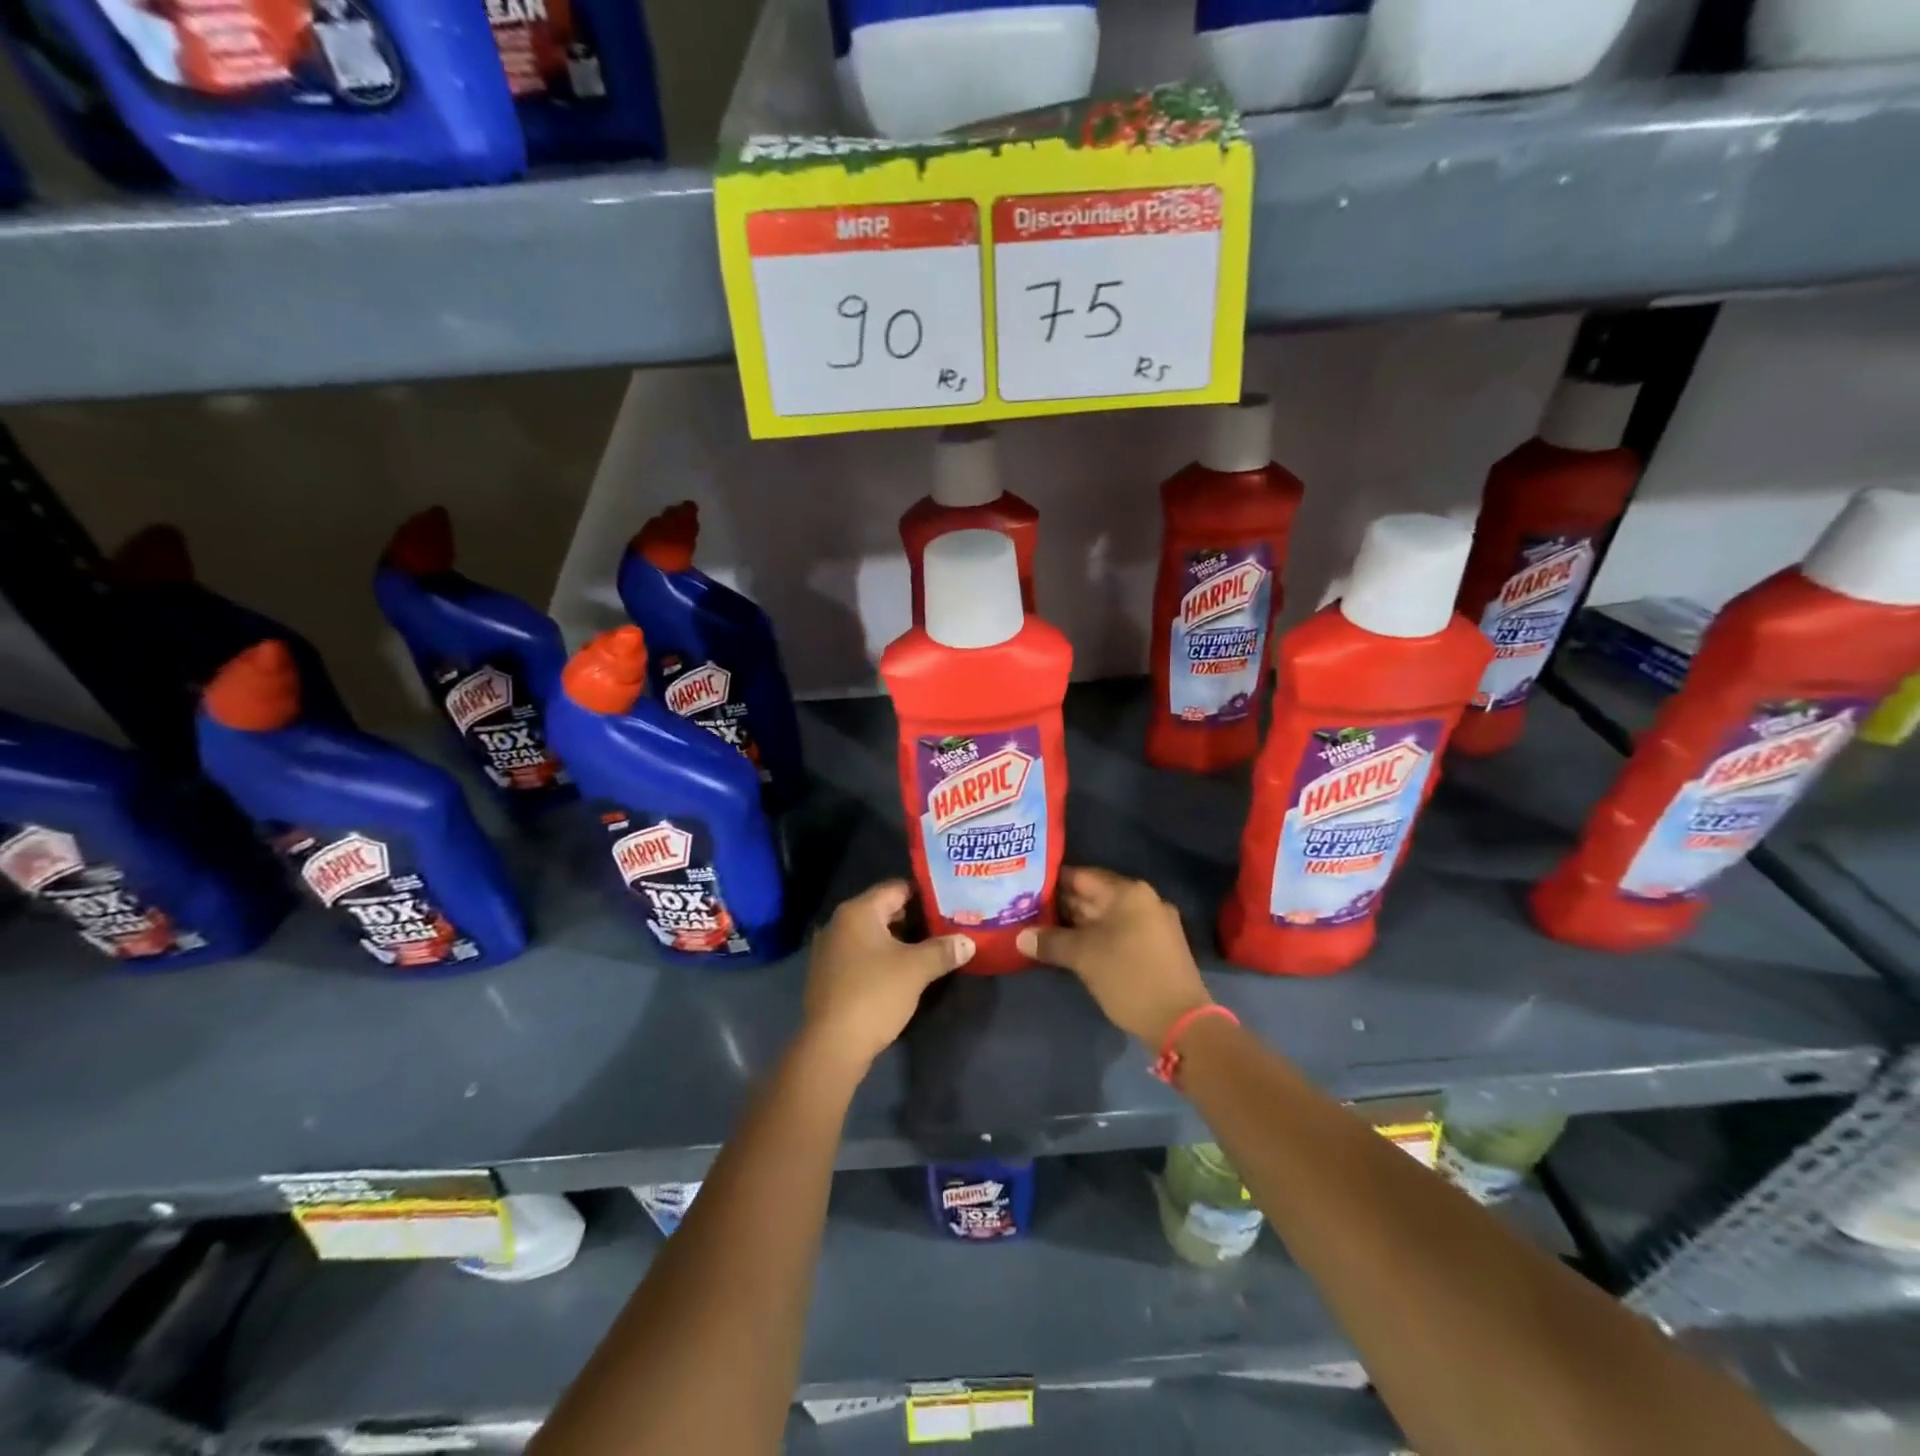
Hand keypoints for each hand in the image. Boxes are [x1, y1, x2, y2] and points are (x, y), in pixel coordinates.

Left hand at [801, 881, 973, 1071]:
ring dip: (897, 941)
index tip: (948, 903)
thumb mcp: (916, 970)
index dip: (924, 894)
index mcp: (858, 912)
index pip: (896, 888)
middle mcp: (838, 923)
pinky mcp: (827, 976)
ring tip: (928, 949)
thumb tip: (968, 942)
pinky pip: (859, 955)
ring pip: (871, 935)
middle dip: (913, 919)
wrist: (832, 1046)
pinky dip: (880, 958)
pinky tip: (900, 973)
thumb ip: (943, 950)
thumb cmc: (875, 994)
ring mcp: (828, 950)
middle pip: (883, 910)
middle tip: (944, 926)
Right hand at [1017, 867, 1211, 1044]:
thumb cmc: (1129, 977)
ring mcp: (1153, 924)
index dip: (1052, 882)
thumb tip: (1020, 937)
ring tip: (1043, 929)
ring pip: (1106, 916)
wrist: (1181, 1022)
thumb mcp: (1083, 957)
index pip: (1081, 876)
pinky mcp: (1157, 947)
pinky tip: (1073, 948)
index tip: (1026, 889)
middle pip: (1094, 895)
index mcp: (1128, 892)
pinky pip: (1119, 932)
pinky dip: (1096, 937)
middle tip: (1027, 911)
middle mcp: (1144, 900)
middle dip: (1062, 905)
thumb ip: (1050, 942)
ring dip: (1077, 923)